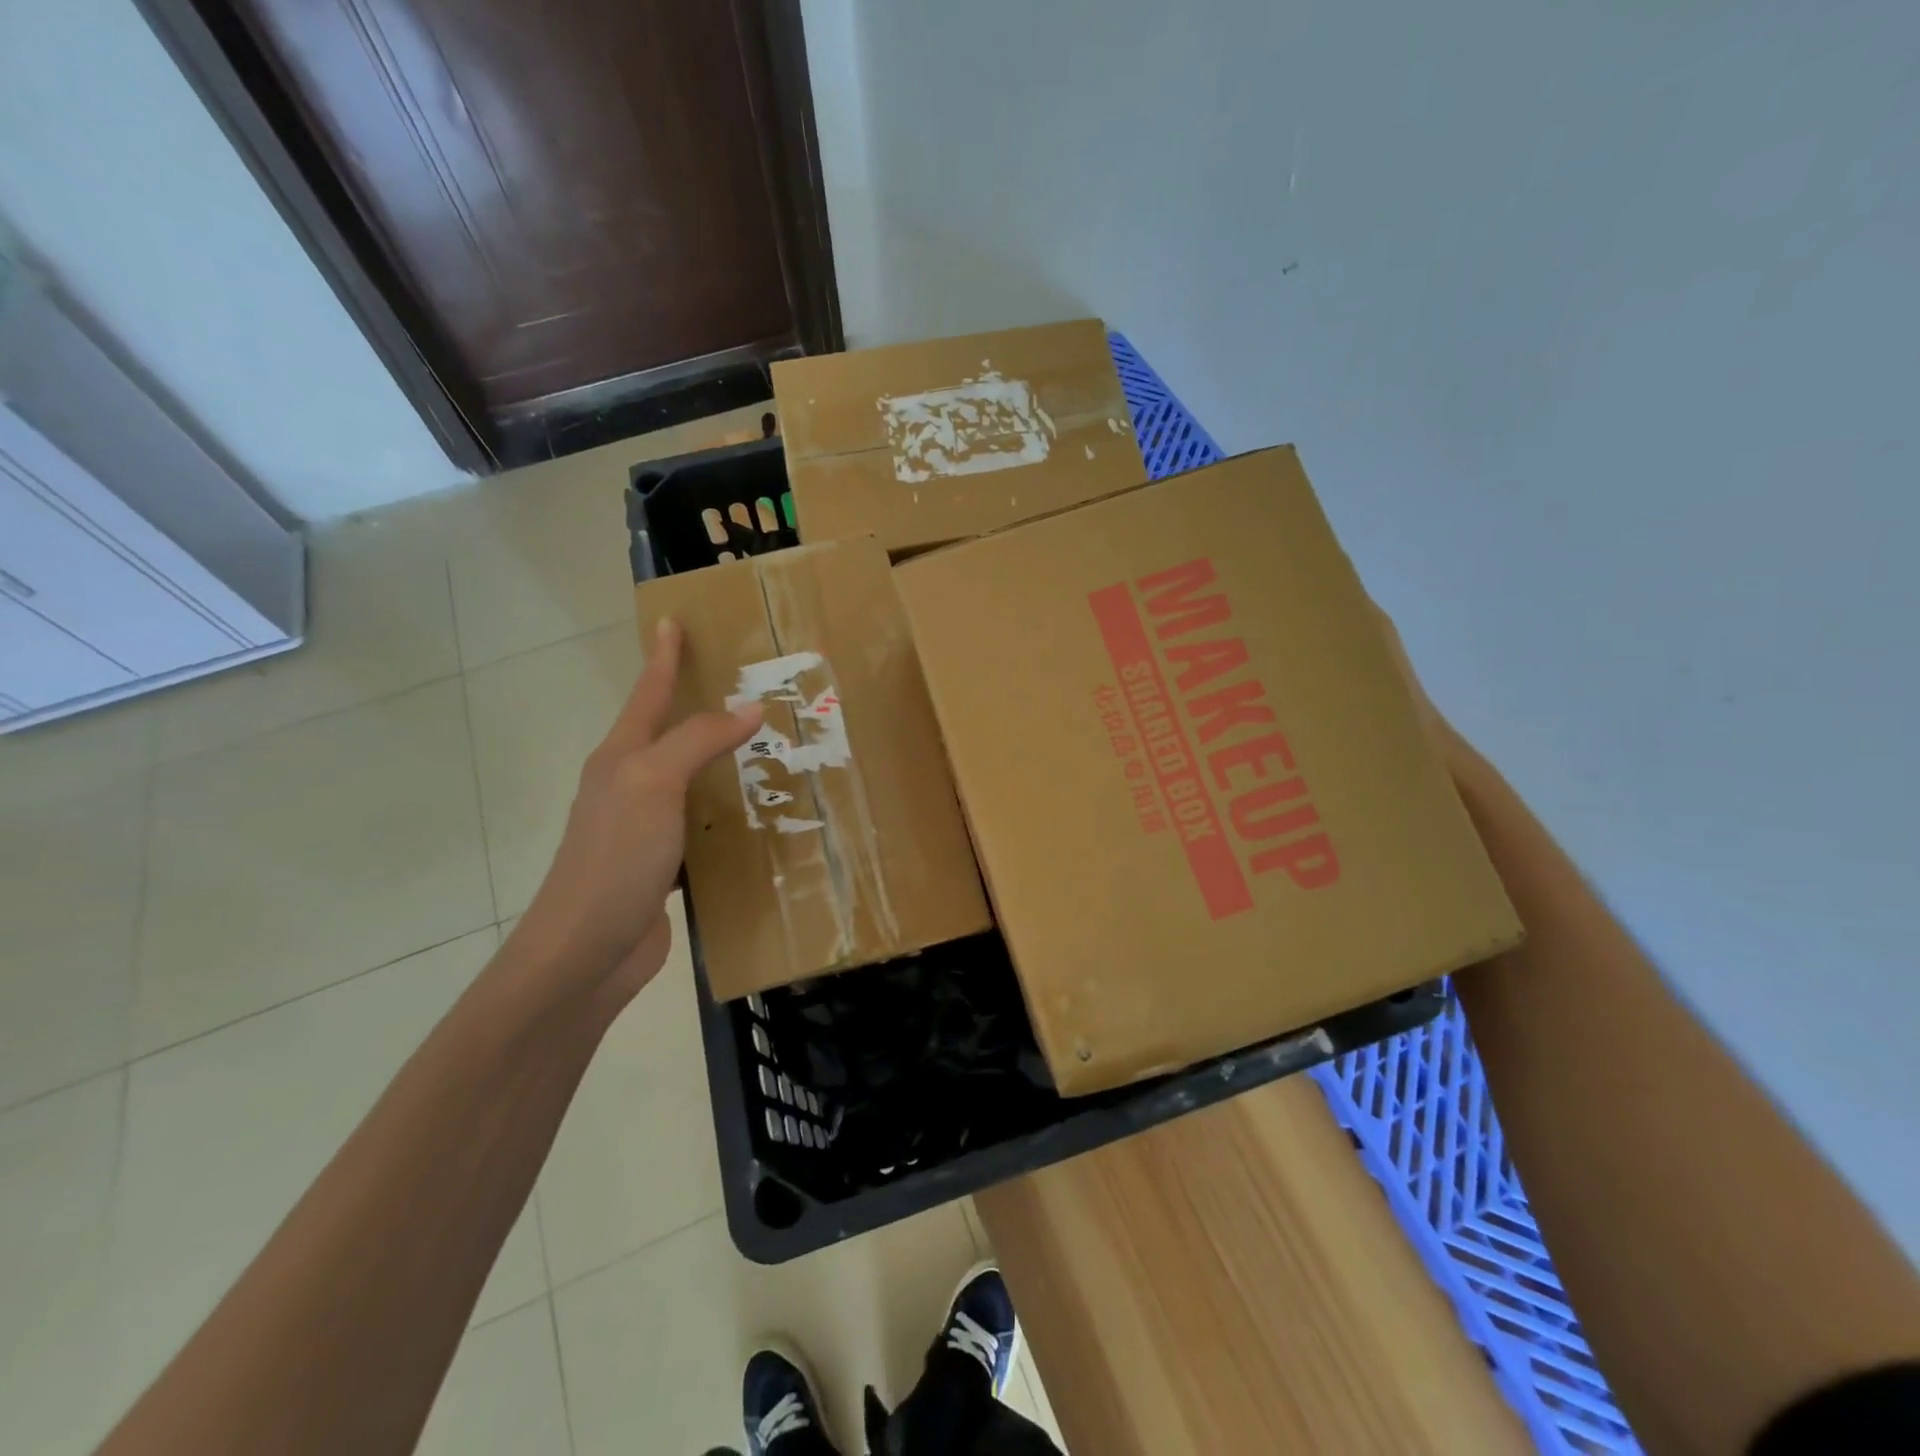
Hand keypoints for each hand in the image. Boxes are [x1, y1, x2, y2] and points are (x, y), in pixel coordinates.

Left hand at [512, 618, 761, 1007]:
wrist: (585, 952)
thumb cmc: (614, 858)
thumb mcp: (653, 785)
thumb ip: (697, 741)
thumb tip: (748, 706)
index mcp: (620, 759)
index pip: (647, 694)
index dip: (662, 657)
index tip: (672, 620)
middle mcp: (630, 786)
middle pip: (668, 733)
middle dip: (698, 705)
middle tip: (745, 685)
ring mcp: (645, 828)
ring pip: (689, 780)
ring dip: (720, 762)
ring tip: (765, 747)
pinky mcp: (663, 865)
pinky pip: (702, 825)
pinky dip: (726, 813)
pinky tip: (755, 816)